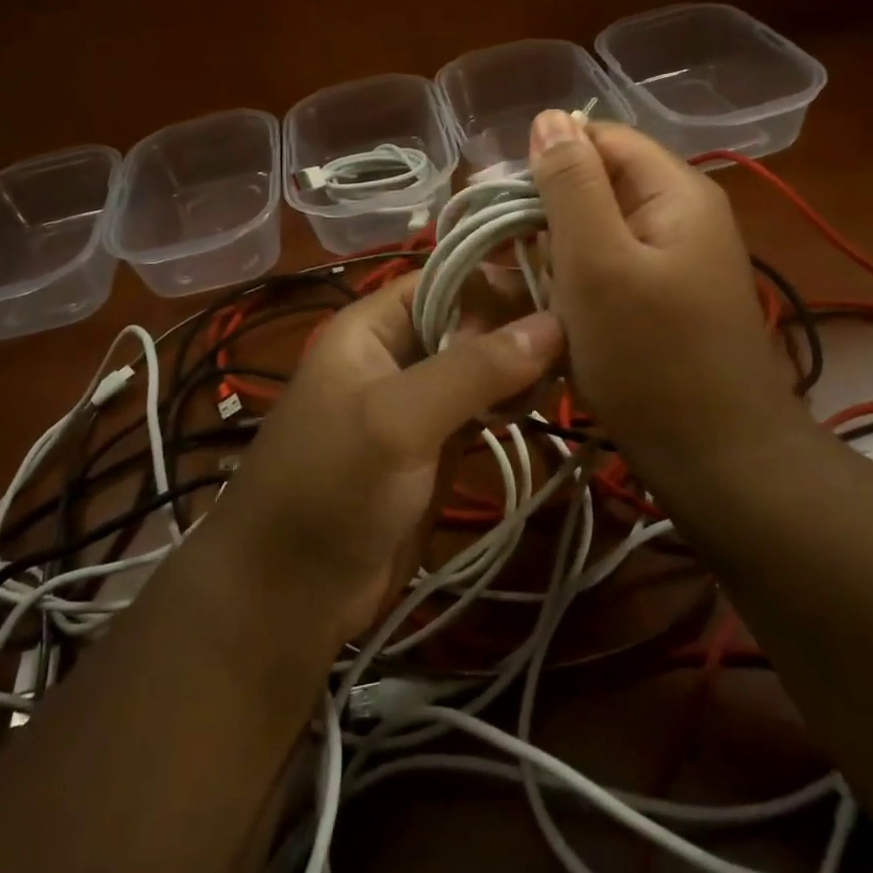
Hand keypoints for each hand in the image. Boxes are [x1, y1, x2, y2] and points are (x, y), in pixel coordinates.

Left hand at [209, 274, 562, 647]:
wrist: (289, 594)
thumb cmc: (332, 486)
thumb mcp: (399, 418)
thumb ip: (474, 370)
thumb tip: (555, 323)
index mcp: (372, 325)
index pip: (447, 278)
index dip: (502, 280)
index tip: (566, 292)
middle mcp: (396, 352)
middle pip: (469, 320)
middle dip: (520, 326)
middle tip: (583, 339)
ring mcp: (417, 401)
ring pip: (480, 365)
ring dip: (522, 367)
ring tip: (576, 369)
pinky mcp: (434, 445)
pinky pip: (481, 407)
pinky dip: (511, 403)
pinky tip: (545, 405)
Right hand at [529, 111, 800, 498]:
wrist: (719, 460)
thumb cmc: (652, 358)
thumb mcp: (598, 263)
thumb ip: (571, 185)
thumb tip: (549, 117)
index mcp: (674, 190)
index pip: (598, 138)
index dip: (545, 161)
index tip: (499, 208)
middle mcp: (680, 213)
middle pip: (597, 184)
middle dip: (545, 214)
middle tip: (502, 259)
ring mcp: (675, 259)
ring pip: (597, 230)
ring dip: (556, 253)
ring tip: (524, 290)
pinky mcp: (664, 297)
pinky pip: (609, 268)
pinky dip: (576, 283)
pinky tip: (555, 314)